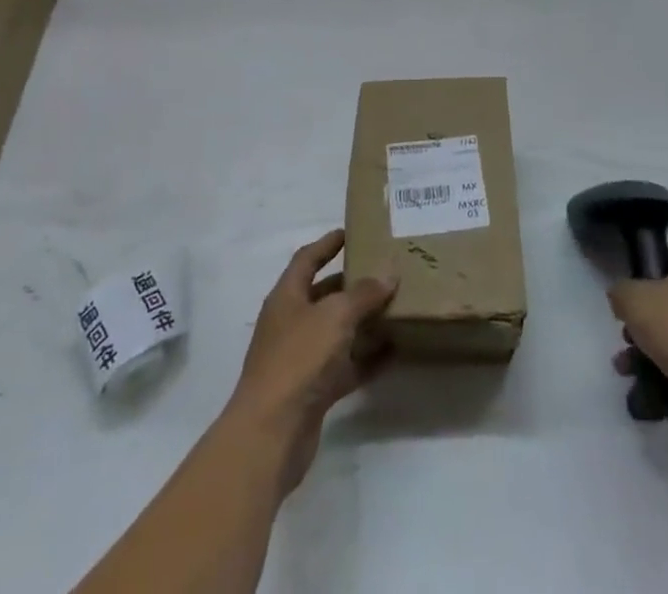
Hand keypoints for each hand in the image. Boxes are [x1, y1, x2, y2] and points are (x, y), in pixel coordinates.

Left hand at [228, 230, 396, 493]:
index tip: (349, 232)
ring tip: (396, 307)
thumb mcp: (335, 315)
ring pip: (337, 332)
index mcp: (287, 297)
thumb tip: (388, 274)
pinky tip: (394, 352)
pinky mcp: (313, 392)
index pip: (307, 259)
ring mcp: (301, 360)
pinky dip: (367, 359)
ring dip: (363, 322)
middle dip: (352, 284)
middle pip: (324, 296)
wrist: (270, 434)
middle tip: (384, 271)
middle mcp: (291, 324)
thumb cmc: (298, 359)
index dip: (327, 244)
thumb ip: (364, 293)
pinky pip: (345, 367)